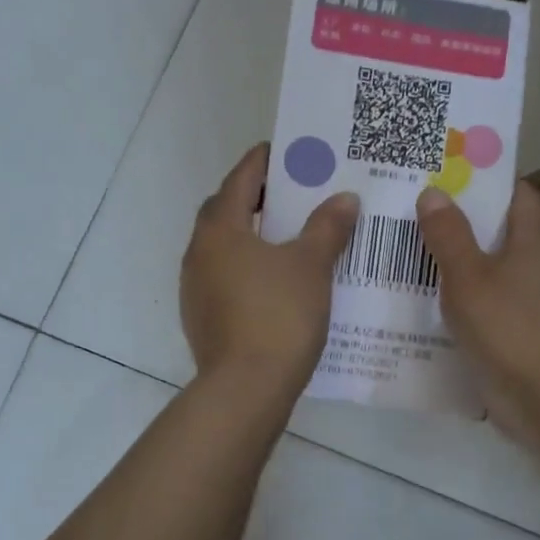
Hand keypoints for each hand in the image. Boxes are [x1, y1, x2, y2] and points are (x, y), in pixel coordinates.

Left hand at [182, 144, 359, 398]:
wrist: (246, 389)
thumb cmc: (278, 315)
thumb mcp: (311, 266)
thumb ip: (327, 227)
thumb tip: (344, 198)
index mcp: (220, 230)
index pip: (240, 180)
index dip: (262, 162)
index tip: (285, 151)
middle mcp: (199, 254)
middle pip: (226, 212)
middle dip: (255, 198)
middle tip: (291, 194)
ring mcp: (195, 289)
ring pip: (224, 249)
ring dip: (250, 237)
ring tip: (288, 238)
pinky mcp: (202, 319)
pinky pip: (226, 279)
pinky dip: (247, 270)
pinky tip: (275, 283)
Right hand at [415, 182, 539, 432]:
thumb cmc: (507, 327)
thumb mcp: (468, 276)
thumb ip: (449, 234)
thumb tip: (433, 192)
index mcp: (533, 239)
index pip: (517, 192)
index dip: (486, 177)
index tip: (447, 171)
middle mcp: (537, 264)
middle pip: (500, 229)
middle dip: (461, 219)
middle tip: (415, 209)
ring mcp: (530, 300)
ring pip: (490, 268)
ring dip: (457, 261)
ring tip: (409, 251)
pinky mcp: (519, 331)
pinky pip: (486, 302)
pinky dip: (461, 297)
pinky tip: (425, 301)